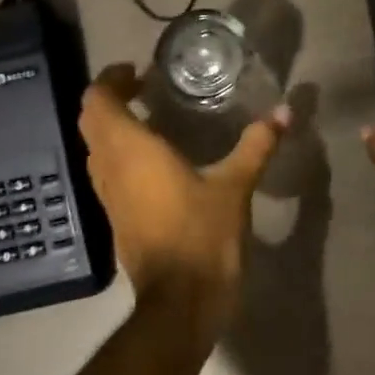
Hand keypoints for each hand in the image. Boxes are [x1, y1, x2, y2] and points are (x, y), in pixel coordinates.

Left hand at [79, 64, 288, 330]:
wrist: (180, 303)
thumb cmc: (203, 236)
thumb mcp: (235, 187)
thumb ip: (256, 145)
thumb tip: (284, 111)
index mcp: (131, 150)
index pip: (98, 101)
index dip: (110, 79)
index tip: (137, 71)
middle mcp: (110, 168)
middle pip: (90, 121)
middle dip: (110, 99)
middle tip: (143, 90)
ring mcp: (108, 196)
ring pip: (95, 148)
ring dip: (112, 128)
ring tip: (148, 119)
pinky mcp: (115, 218)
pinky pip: (106, 172)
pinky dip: (119, 154)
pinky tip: (153, 160)